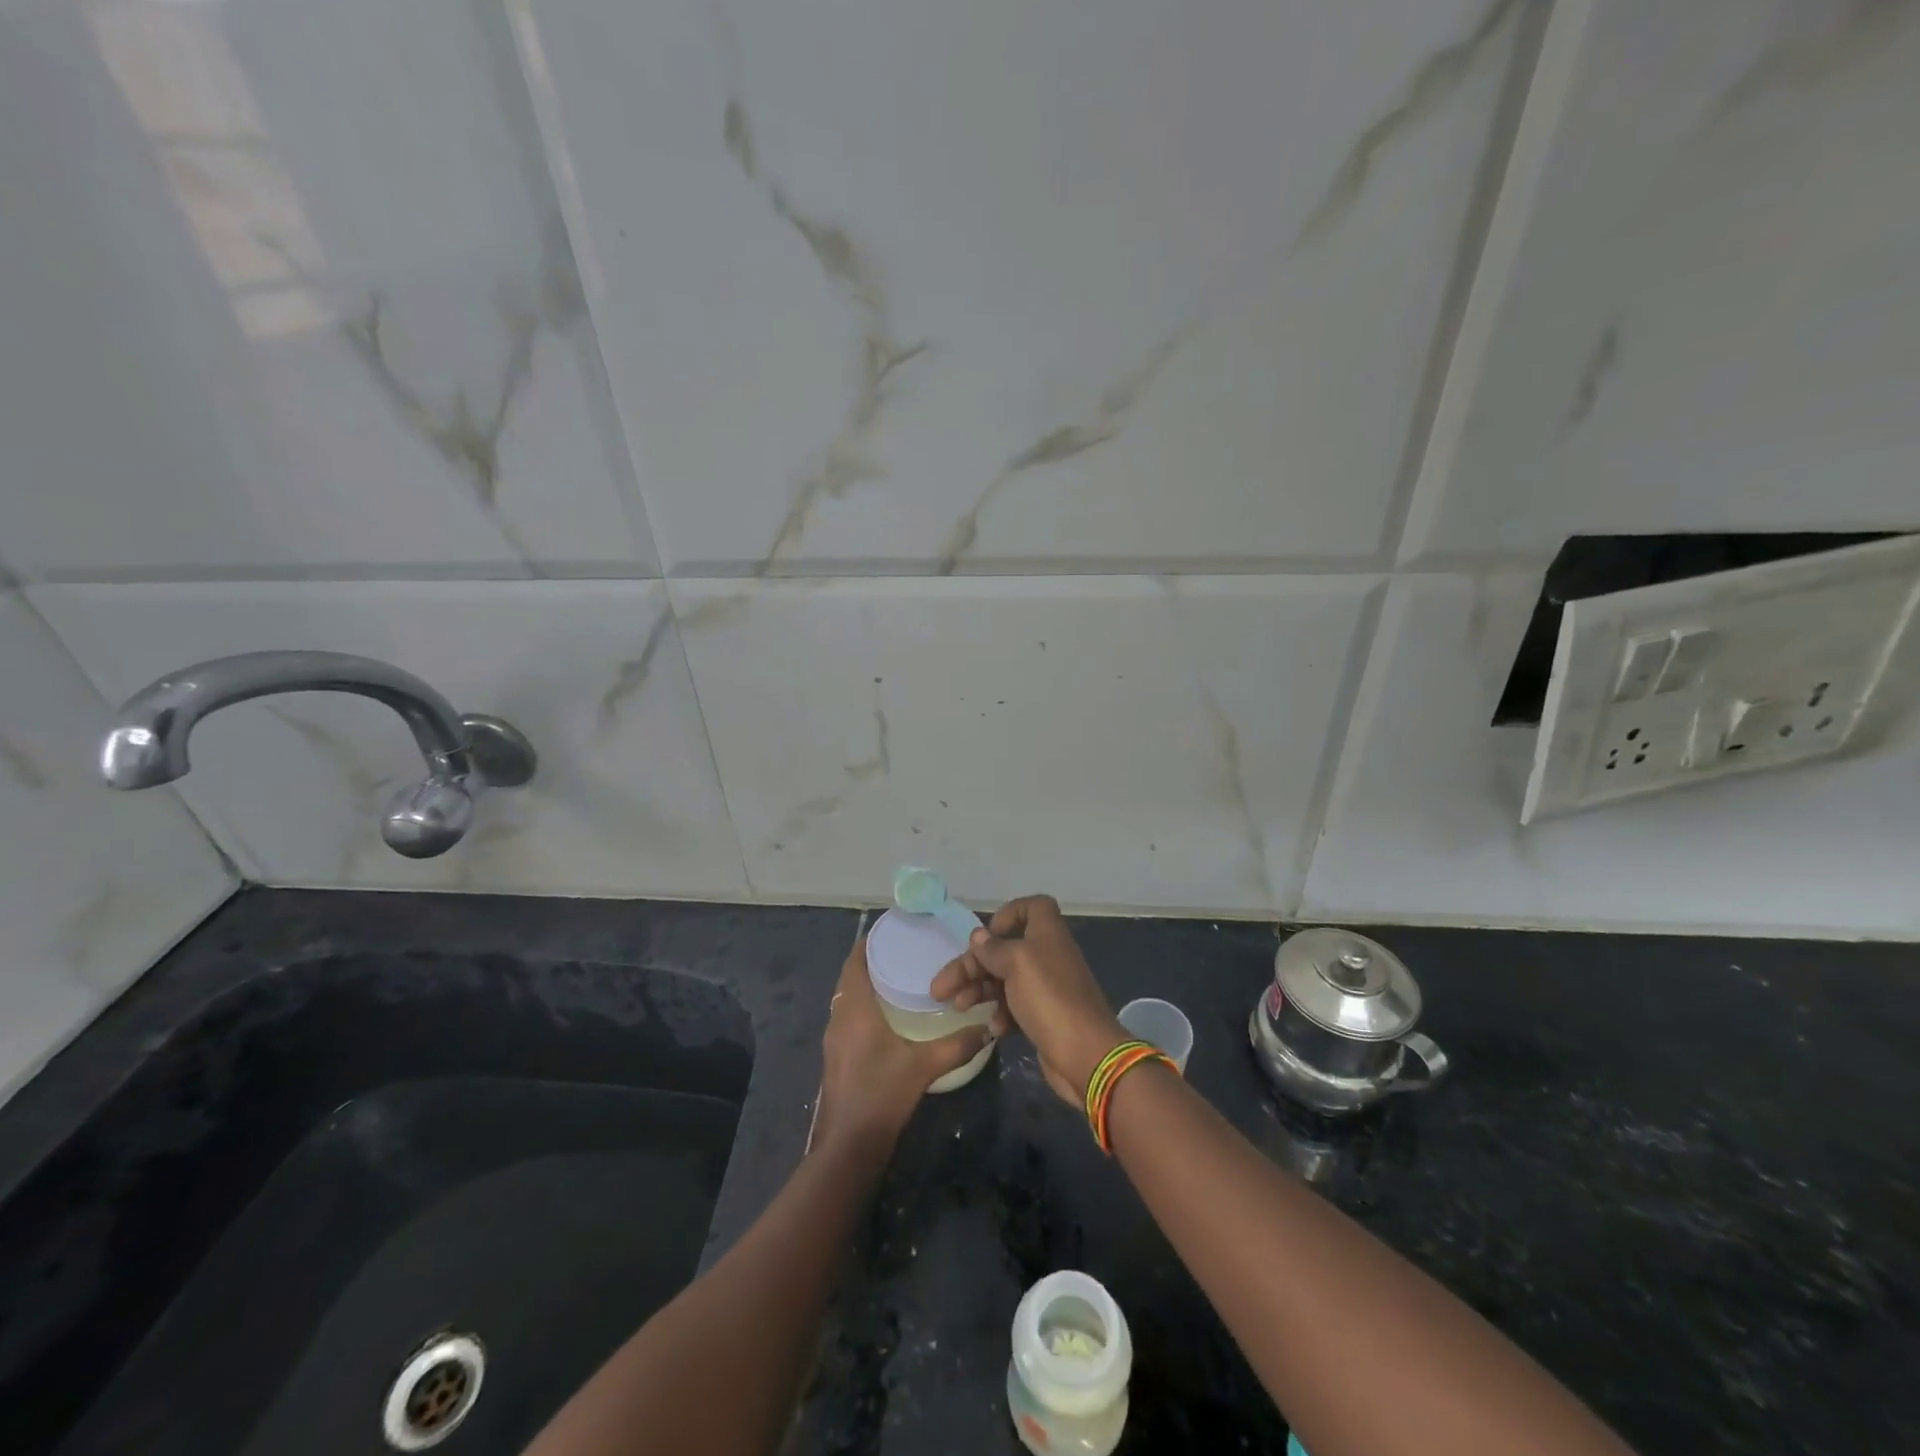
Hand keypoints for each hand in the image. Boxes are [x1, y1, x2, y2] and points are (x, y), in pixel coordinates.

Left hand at [813, 936, 990, 1150]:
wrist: (848, 1146)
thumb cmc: (881, 1095)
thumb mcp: (923, 1067)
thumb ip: (956, 1045)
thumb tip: (986, 1029)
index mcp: (854, 1009)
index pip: (855, 961)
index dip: (869, 942)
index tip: (894, 929)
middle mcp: (839, 1018)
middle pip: (852, 978)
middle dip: (874, 962)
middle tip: (907, 951)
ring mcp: (835, 1040)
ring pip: (849, 999)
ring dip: (869, 986)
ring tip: (903, 978)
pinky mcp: (838, 1057)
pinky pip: (850, 1018)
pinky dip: (866, 1007)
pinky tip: (892, 1017)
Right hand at [931, 895, 1126, 1107]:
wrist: (1085, 1054)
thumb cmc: (1049, 998)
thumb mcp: (1016, 964)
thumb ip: (994, 949)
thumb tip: (979, 937)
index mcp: (1047, 933)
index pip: (1032, 907)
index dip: (1008, 914)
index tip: (987, 935)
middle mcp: (1047, 955)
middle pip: (1004, 949)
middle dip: (972, 965)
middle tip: (942, 988)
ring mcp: (1046, 987)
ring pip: (1005, 979)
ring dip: (979, 990)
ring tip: (956, 1007)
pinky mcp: (1044, 1016)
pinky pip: (1015, 1006)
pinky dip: (1001, 1013)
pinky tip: (994, 1029)